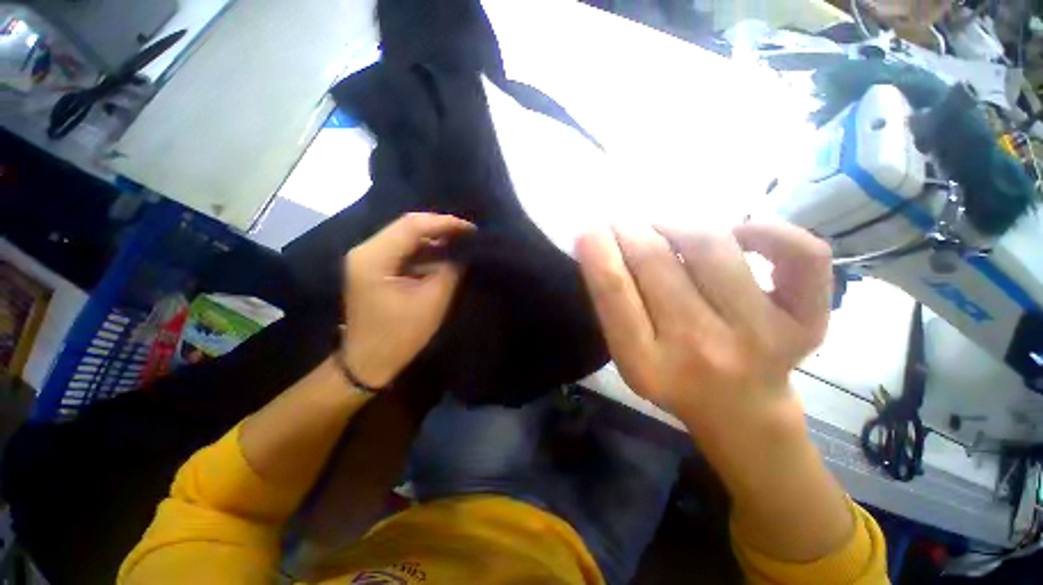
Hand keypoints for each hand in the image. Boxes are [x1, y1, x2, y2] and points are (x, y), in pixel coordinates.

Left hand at [341, 213, 474, 388]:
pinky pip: (403, 251)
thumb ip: (450, 270)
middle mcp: (366, 250)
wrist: (368, 362)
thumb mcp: (432, 301)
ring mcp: (367, 258)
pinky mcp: (373, 268)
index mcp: (374, 257)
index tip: (472, 229)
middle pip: (407, 227)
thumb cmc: (400, 335)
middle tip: (469, 235)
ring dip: (434, 240)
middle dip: (440, 229)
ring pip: (405, 237)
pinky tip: (444, 256)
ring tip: (461, 244)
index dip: (445, 223)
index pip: (412, 226)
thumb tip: (464, 251)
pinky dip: (425, 252)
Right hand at [576, 222, 831, 442]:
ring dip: (675, 223)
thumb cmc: (673, 379)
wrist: (741, 411)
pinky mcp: (807, 323)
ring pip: (711, 245)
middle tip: (620, 219)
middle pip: (656, 261)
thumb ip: (614, 305)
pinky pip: (801, 253)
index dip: (597, 249)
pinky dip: (767, 228)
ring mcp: (760, 336)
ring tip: (662, 227)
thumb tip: (602, 244)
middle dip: (629, 228)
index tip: (589, 226)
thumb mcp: (627, 355)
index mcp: (645, 363)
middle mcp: (700, 350)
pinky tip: (738, 234)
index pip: (614, 290)